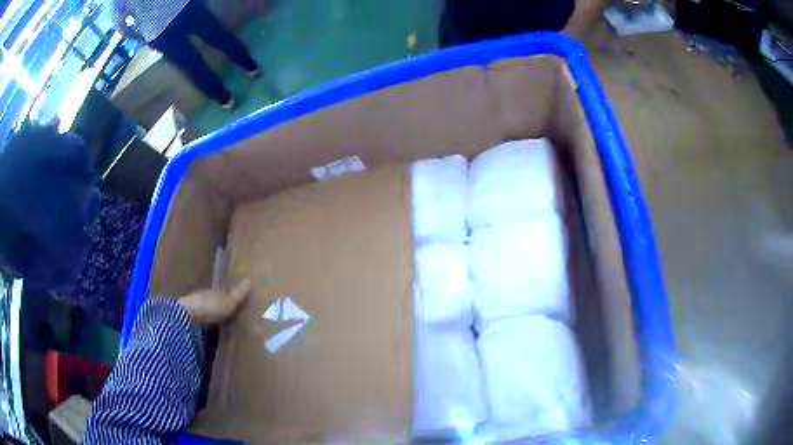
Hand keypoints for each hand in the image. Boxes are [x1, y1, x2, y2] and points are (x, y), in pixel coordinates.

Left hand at [179, 280, 250, 326]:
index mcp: (214, 290)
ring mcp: (195, 305)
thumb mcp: (228, 302)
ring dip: (211, 312)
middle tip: (229, 312)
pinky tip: (208, 326)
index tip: (236, 301)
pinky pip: (200, 317)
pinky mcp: (189, 317)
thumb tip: (249, 279)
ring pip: (206, 307)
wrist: (187, 316)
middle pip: (214, 299)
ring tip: (219, 321)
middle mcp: (205, 295)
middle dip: (220, 304)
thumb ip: (237, 294)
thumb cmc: (210, 307)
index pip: (224, 292)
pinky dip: (205, 320)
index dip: (230, 296)